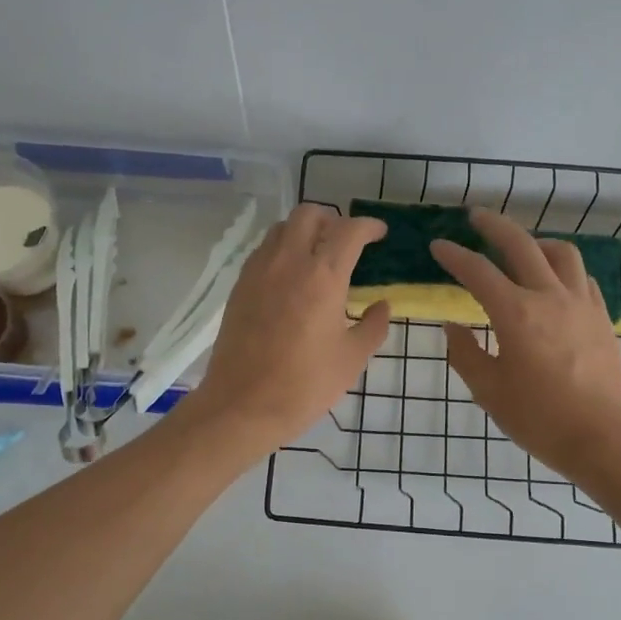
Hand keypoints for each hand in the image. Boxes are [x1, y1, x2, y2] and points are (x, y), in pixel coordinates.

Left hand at [184, 204, 391, 453]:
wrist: (242, 406)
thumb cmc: (304, 385)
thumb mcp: (351, 359)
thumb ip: (372, 326)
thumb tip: (381, 305)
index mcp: (323, 276)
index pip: (349, 230)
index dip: (369, 226)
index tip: (380, 234)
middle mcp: (288, 261)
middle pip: (310, 214)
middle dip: (333, 219)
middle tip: (347, 242)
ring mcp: (259, 270)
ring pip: (282, 228)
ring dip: (304, 231)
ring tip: (318, 256)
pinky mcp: (239, 285)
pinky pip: (264, 250)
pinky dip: (282, 249)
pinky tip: (291, 278)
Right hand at [432, 209, 620, 480]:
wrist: (606, 438)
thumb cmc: (541, 418)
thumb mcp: (490, 391)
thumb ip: (466, 354)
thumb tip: (453, 327)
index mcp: (516, 313)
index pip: (478, 271)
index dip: (454, 255)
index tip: (437, 246)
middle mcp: (549, 296)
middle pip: (521, 244)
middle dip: (494, 225)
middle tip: (475, 216)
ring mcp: (581, 303)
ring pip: (561, 252)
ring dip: (536, 242)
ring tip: (522, 247)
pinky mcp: (601, 316)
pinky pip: (581, 276)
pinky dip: (562, 267)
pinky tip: (554, 281)